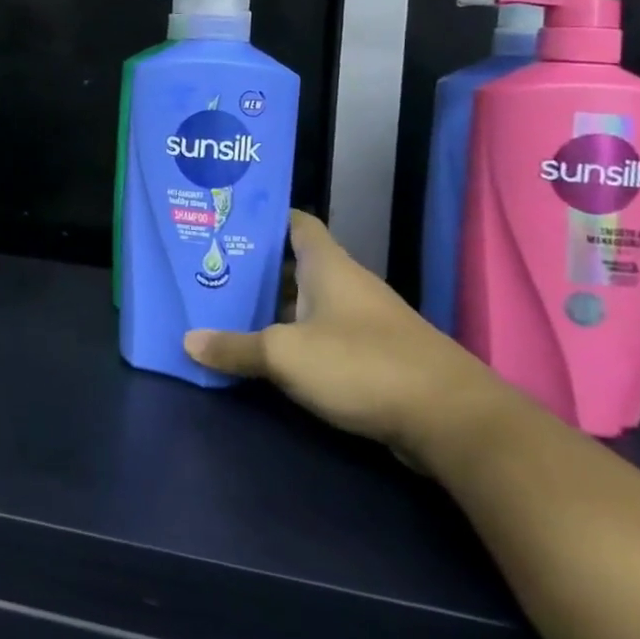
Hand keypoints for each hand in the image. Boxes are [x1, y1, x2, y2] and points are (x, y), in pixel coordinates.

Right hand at [183, 210, 512, 458]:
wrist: (451, 420)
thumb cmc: (362, 364)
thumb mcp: (285, 354)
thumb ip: (235, 347)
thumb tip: (188, 341)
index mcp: (327, 266)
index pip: (294, 223)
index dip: (262, 218)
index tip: (225, 222)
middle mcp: (345, 284)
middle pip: (293, 264)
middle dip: (253, 268)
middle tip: (207, 270)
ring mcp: (362, 321)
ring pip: (306, 302)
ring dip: (271, 307)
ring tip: (224, 309)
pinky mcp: (372, 356)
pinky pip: (321, 335)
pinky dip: (294, 339)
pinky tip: (265, 353)